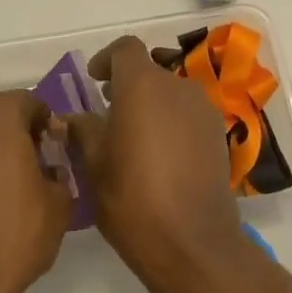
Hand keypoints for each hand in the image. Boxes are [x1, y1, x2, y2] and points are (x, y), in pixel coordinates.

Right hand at [67, 37, 267, 292]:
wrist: (192, 243)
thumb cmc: (132, 198)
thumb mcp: (94, 164)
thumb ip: (83, 130)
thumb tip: (73, 117)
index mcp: (143, 84)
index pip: (126, 49)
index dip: (107, 59)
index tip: (94, 81)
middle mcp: (178, 87)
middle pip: (150, 71)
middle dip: (128, 86)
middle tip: (108, 114)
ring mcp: (203, 110)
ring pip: (171, 94)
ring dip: (151, 105)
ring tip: (132, 138)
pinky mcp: (218, 135)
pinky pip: (188, 116)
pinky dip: (171, 123)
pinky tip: (159, 157)